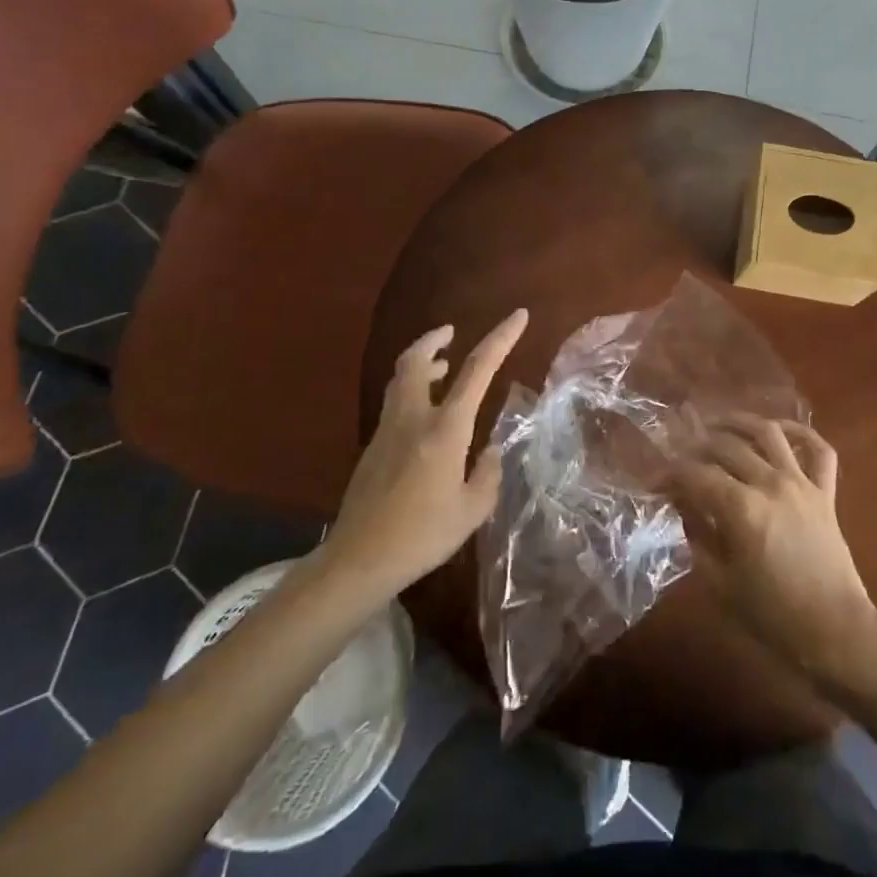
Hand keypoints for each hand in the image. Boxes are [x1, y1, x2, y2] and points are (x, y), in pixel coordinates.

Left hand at [312, 309, 526, 603]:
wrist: (358, 560)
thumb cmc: (422, 536)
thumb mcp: (472, 510)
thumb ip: (487, 474)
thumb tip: (490, 449)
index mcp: (445, 429)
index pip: (477, 370)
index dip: (500, 338)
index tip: (518, 315)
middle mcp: (414, 418)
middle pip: (416, 360)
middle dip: (434, 338)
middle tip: (451, 332)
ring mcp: (388, 430)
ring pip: (400, 378)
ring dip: (421, 362)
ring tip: (441, 367)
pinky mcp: (373, 447)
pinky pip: (395, 402)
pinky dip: (412, 390)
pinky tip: (425, 415)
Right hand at [667, 413, 876, 691]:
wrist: (835, 633)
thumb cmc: (772, 616)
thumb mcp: (720, 583)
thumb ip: (697, 535)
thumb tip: (682, 504)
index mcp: (741, 509)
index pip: (696, 475)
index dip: (671, 475)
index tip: (655, 482)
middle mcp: (769, 483)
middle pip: (726, 447)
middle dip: (697, 447)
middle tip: (681, 457)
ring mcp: (801, 483)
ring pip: (768, 432)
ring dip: (739, 422)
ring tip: (718, 425)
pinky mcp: (825, 491)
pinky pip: (819, 449)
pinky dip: (801, 432)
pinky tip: (780, 431)